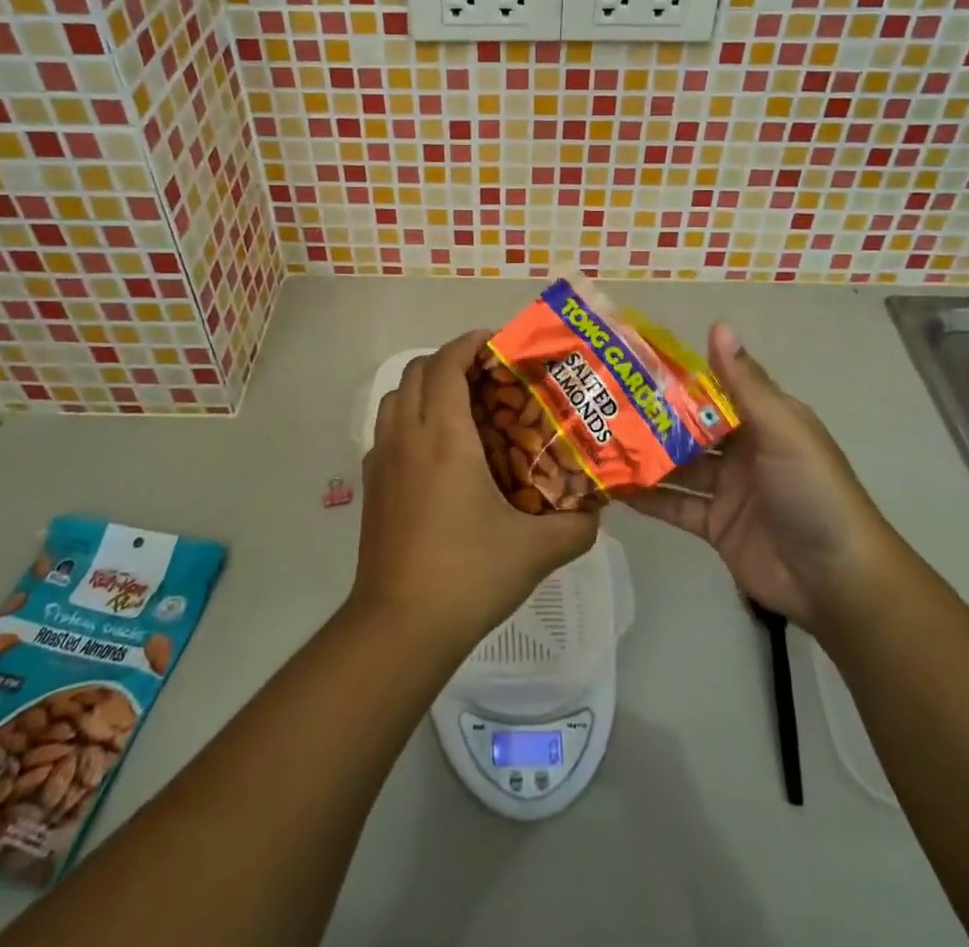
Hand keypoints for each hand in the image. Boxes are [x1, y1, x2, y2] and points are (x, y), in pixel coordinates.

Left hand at [351, 331, 599, 653]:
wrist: (399, 626)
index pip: (447, 363)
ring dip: (425, 387)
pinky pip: (387, 431)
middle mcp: (407, 437)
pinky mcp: (371, 486)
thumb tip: (596, 511)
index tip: (497, 343)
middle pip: (417, 371)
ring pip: (395, 398)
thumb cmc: (468, 575)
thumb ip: (576, 526)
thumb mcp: (536, 551)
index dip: (469, 343)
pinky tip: (437, 452)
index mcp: (443, 436)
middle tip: (487, 374)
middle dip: (450, 360)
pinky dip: (410, 419)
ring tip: (461, 406)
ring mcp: (382, 461)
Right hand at [627, 324, 895, 639]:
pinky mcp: (715, 525)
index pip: (713, 389)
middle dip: (650, 417)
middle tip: (601, 402)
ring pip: (677, 466)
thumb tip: (718, 324)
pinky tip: (611, 487)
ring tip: (597, 440)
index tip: (632, 361)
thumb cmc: (812, 492)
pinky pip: (674, 506)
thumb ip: (744, 382)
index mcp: (763, 419)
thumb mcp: (782, 430)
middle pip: (689, 427)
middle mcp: (743, 449)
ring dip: (644, 456)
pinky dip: (647, 498)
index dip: (676, 376)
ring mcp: (727, 489)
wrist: (836, 580)